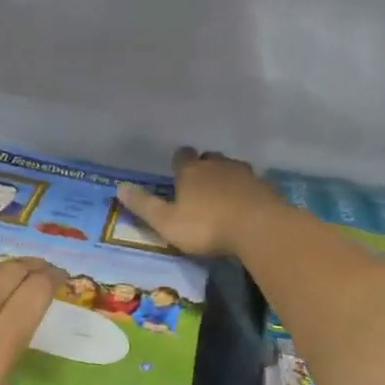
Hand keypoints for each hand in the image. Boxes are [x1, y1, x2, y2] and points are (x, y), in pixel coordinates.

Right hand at [115, 147, 281, 256]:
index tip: (177, 171)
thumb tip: (119, 188)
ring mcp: (244, 173)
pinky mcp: (265, 187)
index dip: (178, 162)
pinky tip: (244, 206)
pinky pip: (251, 184)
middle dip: (203, 167)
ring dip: (225, 178)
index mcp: (191, 171)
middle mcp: (217, 165)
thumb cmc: (206, 226)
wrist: (258, 228)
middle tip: (199, 185)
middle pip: (208, 158)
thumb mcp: (167, 222)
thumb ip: (144, 206)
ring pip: (231, 168)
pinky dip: (245, 191)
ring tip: (222, 196)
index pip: (181, 156)